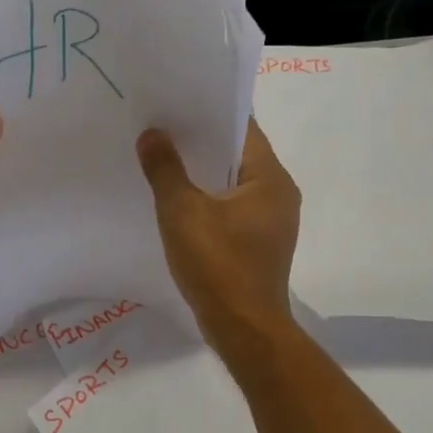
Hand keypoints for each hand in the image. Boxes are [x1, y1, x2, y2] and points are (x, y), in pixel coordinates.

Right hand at [136, 119, 300, 350]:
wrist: (244, 330)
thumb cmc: (218, 265)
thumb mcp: (182, 212)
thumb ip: (165, 169)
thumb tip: (153, 134)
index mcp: (270, 178)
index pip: (243, 128)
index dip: (210, 112)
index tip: (178, 101)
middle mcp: (279, 193)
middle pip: (238, 154)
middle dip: (201, 142)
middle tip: (162, 127)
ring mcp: (272, 221)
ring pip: (234, 183)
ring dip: (203, 173)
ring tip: (164, 159)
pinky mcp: (259, 243)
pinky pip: (232, 208)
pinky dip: (209, 200)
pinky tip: (178, 202)